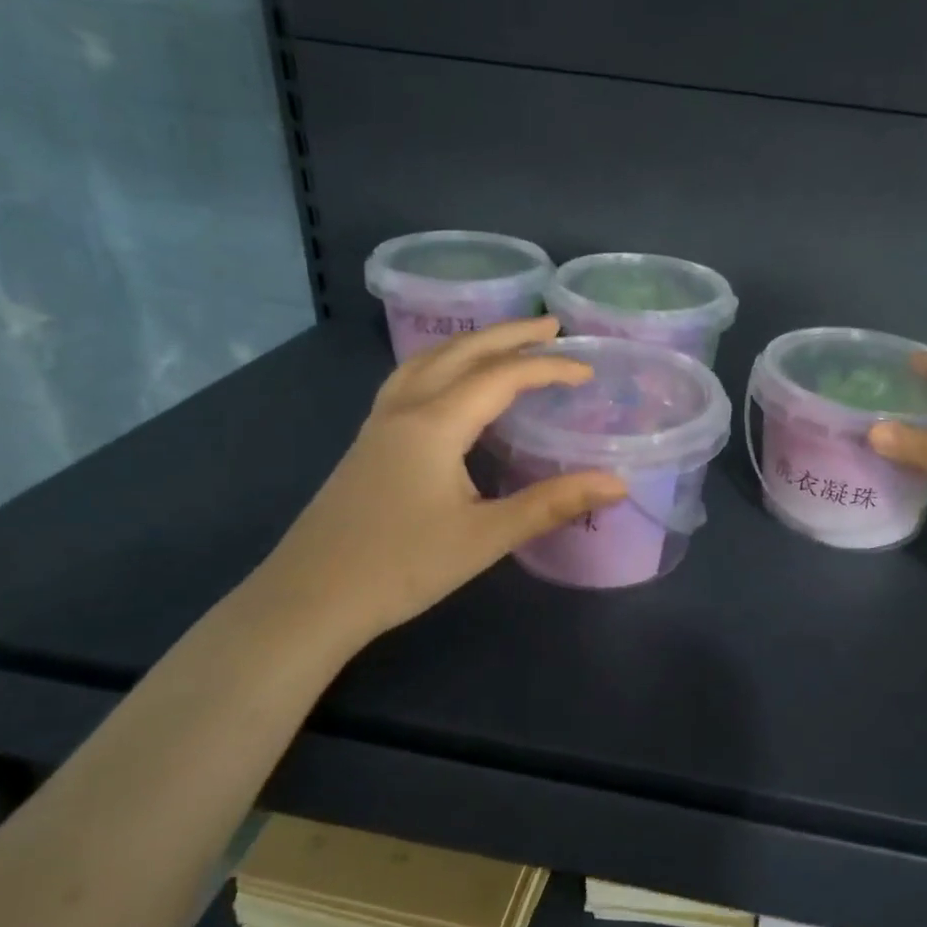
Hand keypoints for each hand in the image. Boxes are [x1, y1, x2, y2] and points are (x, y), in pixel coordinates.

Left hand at [250, 318, 625, 653]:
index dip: (548, 367)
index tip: (588, 369)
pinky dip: (441, 366)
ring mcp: (379, 425)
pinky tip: (449, 388)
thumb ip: (551, 505)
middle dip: (508, 335)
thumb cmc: (402, 566)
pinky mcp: (368, 444)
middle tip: (551, 327)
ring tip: (503, 344)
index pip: (501, 376)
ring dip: (470, 345)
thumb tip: (617, 484)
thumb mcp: (486, 536)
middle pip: (460, 353)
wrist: (310, 600)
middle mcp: (404, 410)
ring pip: (426, 361)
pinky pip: (409, 381)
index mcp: (435, 424)